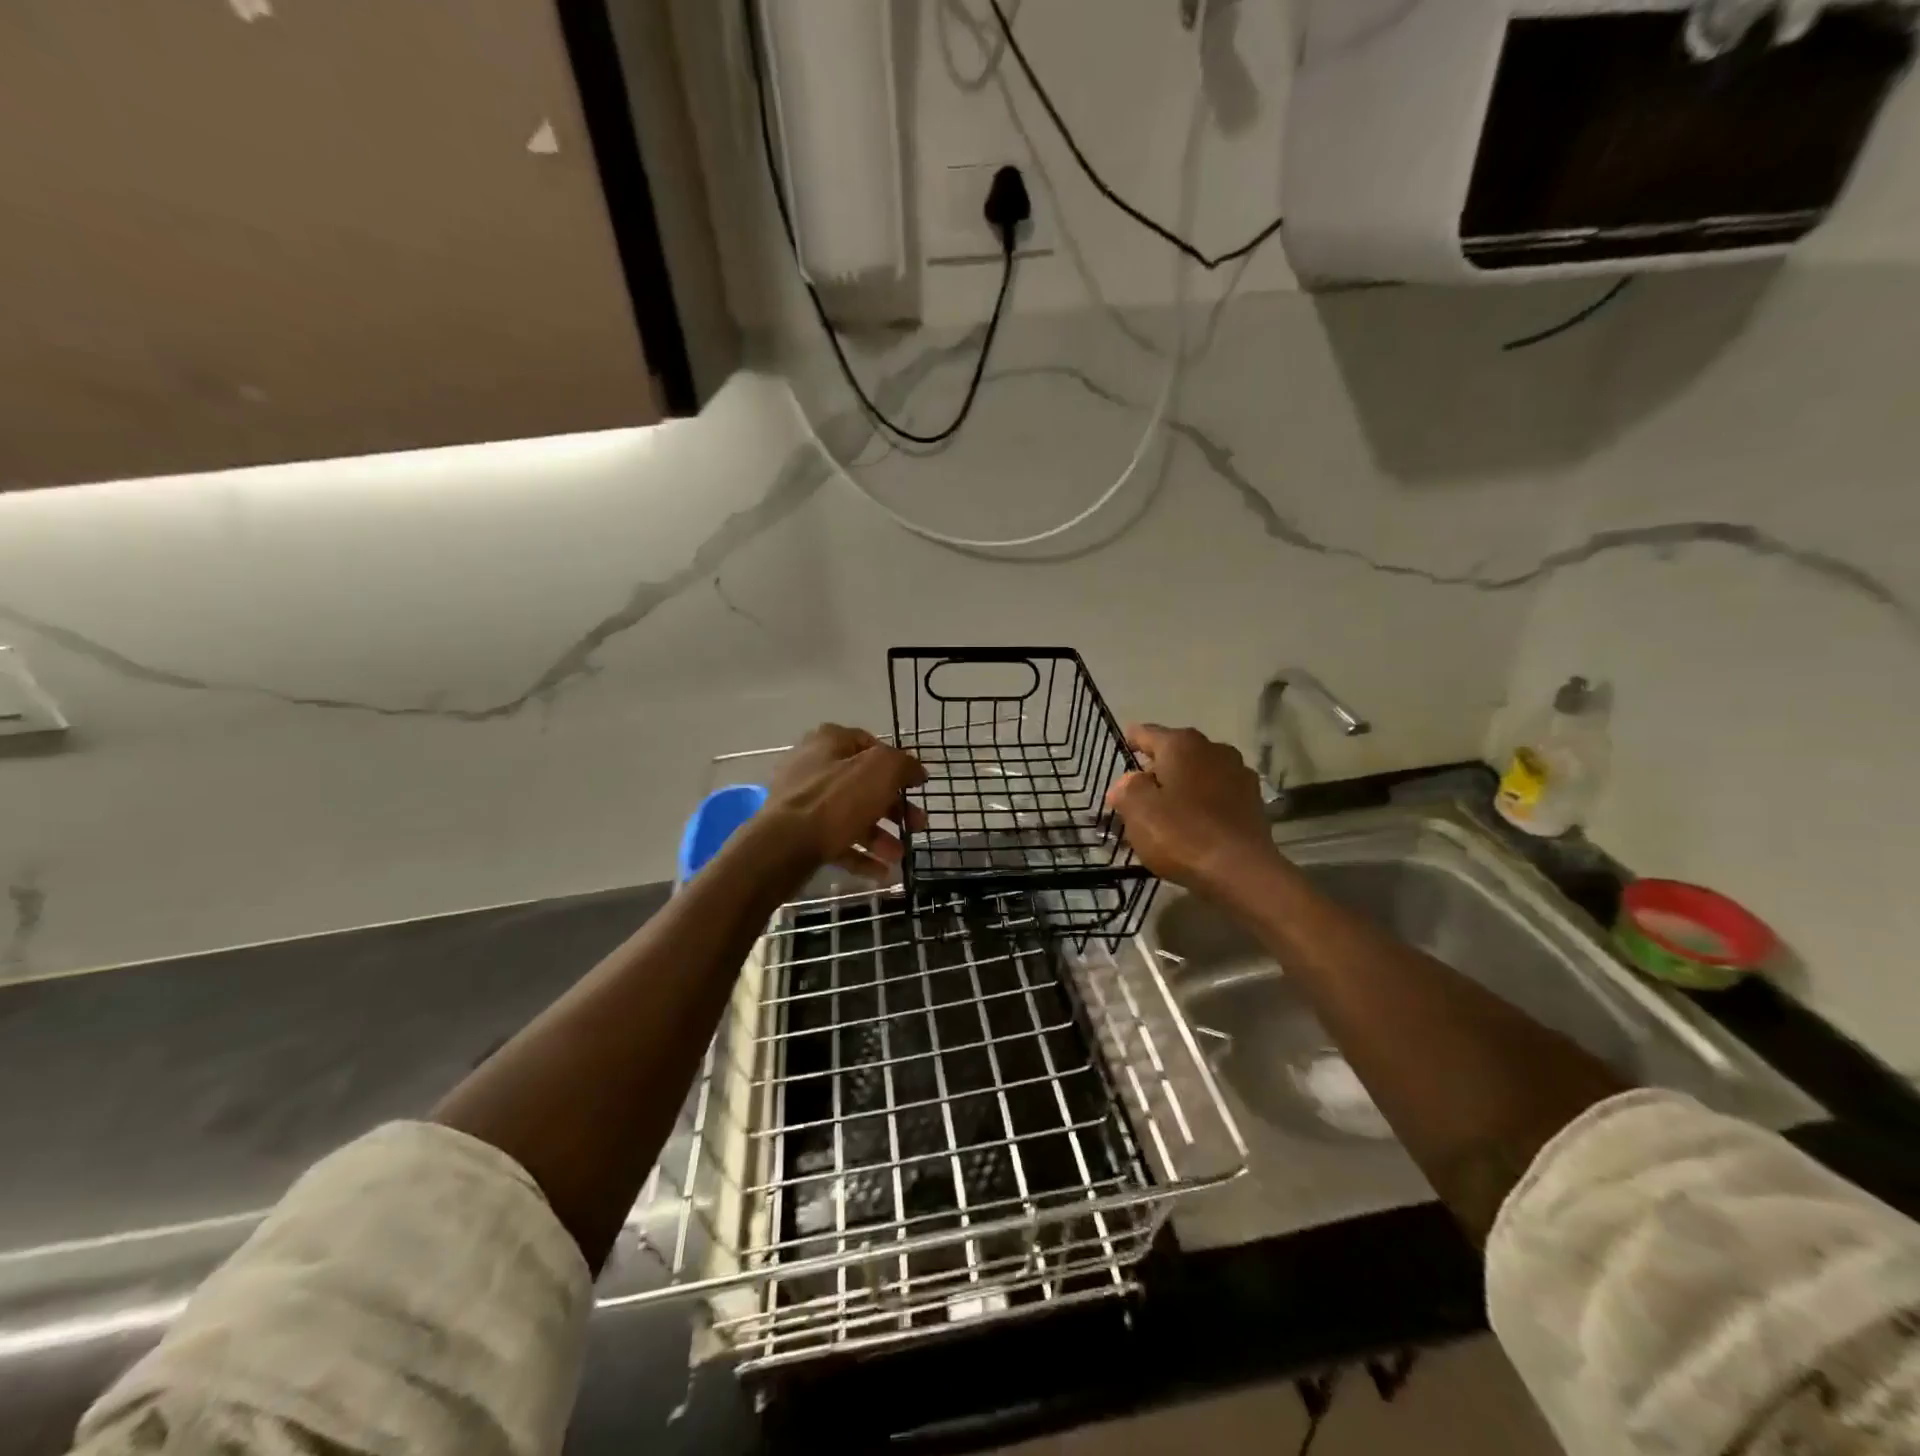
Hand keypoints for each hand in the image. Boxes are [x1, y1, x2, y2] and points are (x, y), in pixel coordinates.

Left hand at [762, 724, 927, 880]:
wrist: (783, 846)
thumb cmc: (836, 800)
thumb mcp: (881, 771)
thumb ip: (904, 764)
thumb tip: (916, 770)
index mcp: (830, 742)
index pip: (871, 745)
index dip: (898, 765)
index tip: (916, 787)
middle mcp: (813, 766)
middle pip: (864, 785)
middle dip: (894, 808)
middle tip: (916, 826)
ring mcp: (803, 800)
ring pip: (851, 815)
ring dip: (880, 836)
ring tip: (899, 856)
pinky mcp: (798, 832)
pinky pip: (836, 840)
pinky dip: (859, 854)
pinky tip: (881, 872)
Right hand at [1106, 724, 1281, 902]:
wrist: (1241, 871)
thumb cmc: (1181, 834)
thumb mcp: (1138, 811)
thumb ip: (1126, 789)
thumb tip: (1128, 782)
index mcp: (1181, 744)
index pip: (1147, 733)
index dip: (1132, 740)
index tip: (1124, 746)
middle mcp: (1213, 749)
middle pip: (1176, 753)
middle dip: (1157, 769)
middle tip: (1139, 792)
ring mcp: (1239, 774)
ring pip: (1199, 773)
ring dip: (1183, 785)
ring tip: (1167, 810)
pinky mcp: (1254, 801)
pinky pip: (1218, 794)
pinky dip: (1204, 802)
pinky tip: (1195, 823)